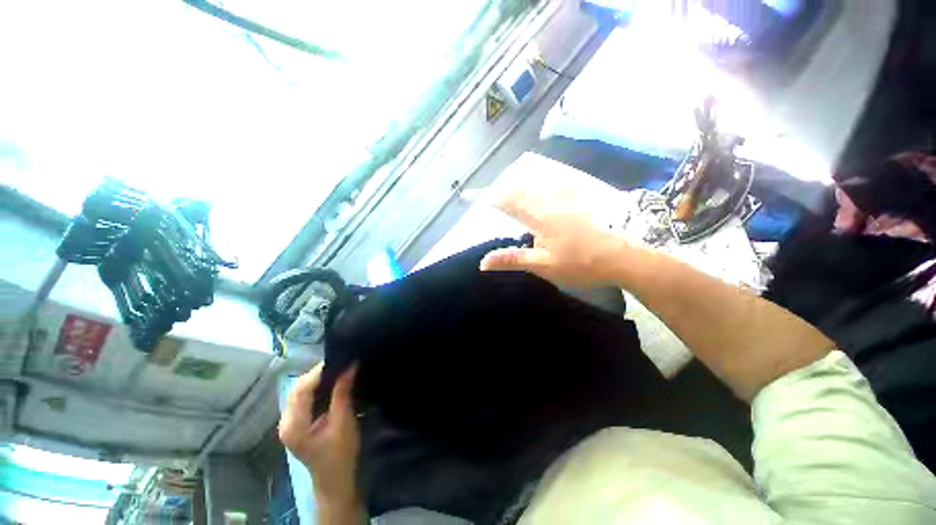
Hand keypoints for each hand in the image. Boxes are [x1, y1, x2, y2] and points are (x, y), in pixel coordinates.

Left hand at [278, 363, 361, 512]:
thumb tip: (350, 366)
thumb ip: (343, 393)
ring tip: (337, 369)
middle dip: (318, 373)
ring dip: (317, 379)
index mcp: (294, 425)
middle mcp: (285, 422)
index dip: (319, 372)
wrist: (335, 480)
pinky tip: (329, 383)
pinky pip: (303, 398)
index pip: (301, 390)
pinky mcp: (296, 423)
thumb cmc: (340, 454)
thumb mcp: (344, 422)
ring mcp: (289, 423)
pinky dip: (316, 387)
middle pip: (297, 389)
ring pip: (299, 392)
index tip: (339, 358)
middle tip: (340, 362)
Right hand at [479, 187, 629, 286]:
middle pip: (523, 187)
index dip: (496, 199)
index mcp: (538, 217)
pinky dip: (547, 178)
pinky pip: (561, 180)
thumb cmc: (580, 264)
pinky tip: (547, 178)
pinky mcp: (583, 195)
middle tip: (498, 191)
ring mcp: (569, 195)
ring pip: (541, 181)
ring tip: (515, 181)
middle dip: (508, 188)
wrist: (624, 255)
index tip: (485, 200)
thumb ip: (513, 260)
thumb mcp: (543, 266)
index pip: (510, 202)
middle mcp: (551, 200)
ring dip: (525, 180)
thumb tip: (483, 262)